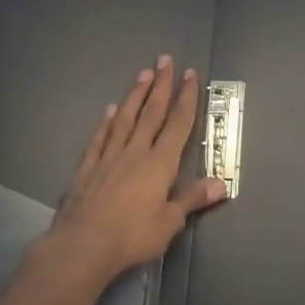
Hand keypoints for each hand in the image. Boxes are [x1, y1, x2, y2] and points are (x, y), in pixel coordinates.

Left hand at [45, 56, 224, 281]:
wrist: (83, 245)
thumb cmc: (132, 235)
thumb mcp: (169, 222)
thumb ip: (193, 199)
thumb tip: (221, 184)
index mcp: (160, 163)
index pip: (177, 124)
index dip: (185, 98)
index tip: (189, 74)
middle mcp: (135, 152)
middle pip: (151, 112)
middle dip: (161, 85)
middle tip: (165, 60)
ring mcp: (108, 157)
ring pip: (125, 118)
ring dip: (135, 95)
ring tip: (142, 74)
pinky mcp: (87, 168)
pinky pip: (99, 138)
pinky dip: (106, 122)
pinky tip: (109, 110)